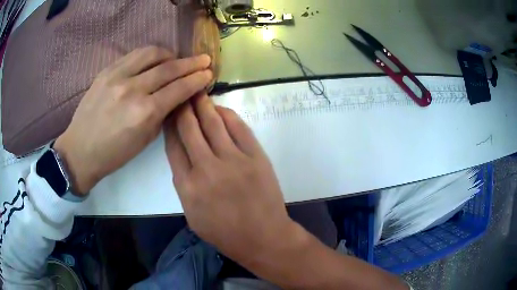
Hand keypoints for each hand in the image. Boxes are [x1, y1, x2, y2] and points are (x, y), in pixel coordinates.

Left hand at [54, 46, 212, 194]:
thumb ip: (163, 114)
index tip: (208, 73)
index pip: (178, 89)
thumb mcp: (145, 140)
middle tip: (204, 59)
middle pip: (169, 68)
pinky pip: (133, 55)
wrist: (80, 150)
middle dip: (190, 63)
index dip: (197, 79)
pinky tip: (154, 60)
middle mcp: (132, 89)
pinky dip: (149, 55)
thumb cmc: (114, 153)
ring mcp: (117, 77)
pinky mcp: (106, 71)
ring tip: (176, 59)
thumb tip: (178, 96)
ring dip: (169, 54)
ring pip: (151, 54)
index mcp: (144, 113)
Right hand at [164, 94, 296, 266]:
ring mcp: (233, 160)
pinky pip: (239, 128)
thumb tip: (182, 158)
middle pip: (189, 129)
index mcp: (188, 186)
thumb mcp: (192, 215)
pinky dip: (228, 115)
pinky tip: (220, 108)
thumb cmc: (225, 233)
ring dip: (203, 105)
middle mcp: (207, 168)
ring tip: (197, 92)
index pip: (173, 146)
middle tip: (181, 94)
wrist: (263, 237)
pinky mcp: (256, 157)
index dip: (169, 126)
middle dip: (183, 109)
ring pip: (213, 123)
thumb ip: (184, 186)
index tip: (169, 113)